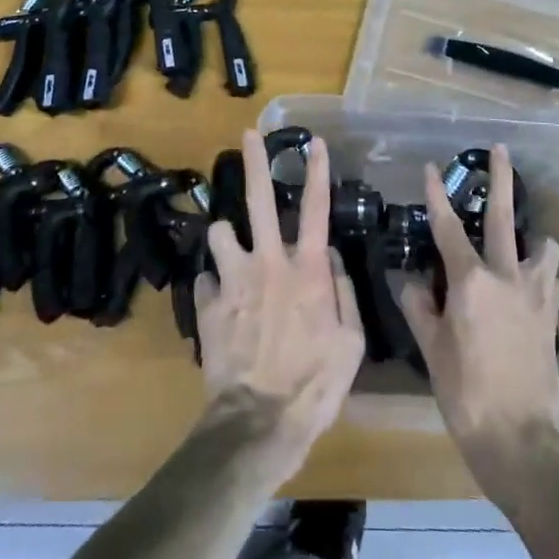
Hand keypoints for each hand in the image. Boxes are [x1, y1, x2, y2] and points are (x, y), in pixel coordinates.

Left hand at [193, 131, 365, 481]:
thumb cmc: (314, 385)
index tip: (315, 141)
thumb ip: (342, 292)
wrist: (257, 424)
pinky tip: (222, 304)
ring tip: (232, 248)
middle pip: (260, 200)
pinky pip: (208, 279)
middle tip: (248, 134)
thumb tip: (330, 256)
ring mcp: (233, 280)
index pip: (316, 208)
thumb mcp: (350, 343)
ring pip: (221, 232)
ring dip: (227, 237)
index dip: (318, 171)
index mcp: (307, 270)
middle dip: (255, 162)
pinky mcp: (208, 304)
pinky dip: (216, 285)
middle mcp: (268, 262)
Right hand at [401, 144, 558, 506]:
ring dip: (532, 236)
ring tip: (524, 240)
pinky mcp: (553, 316)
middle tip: (501, 149)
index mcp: (471, 282)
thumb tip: (408, 279)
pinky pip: (552, 279)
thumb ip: (420, 307)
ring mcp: (536, 295)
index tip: (430, 168)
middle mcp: (506, 276)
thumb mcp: (432, 350)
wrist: (519, 440)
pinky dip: (543, 272)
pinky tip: (533, 282)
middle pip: (503, 217)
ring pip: (542, 247)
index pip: (447, 229)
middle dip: (501, 178)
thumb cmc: (465, 393)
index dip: (436, 196)